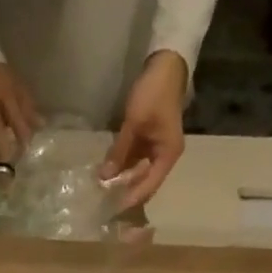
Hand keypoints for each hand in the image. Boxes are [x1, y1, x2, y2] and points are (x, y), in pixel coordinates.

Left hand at [101, 51, 188, 211]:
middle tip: (105, 203)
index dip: (131, 197)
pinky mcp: (148, 140)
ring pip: (139, 171)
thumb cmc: (153, 93)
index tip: (113, 209)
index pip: (149, 185)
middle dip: (126, 191)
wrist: (165, 64)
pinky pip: (135, 159)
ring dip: (123, 179)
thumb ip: (119, 151)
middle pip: (145, 182)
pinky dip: (123, 166)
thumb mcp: (134, 123)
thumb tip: (104, 177)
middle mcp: (164, 156)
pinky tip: (108, 172)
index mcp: (168, 155)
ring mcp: (157, 148)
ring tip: (103, 191)